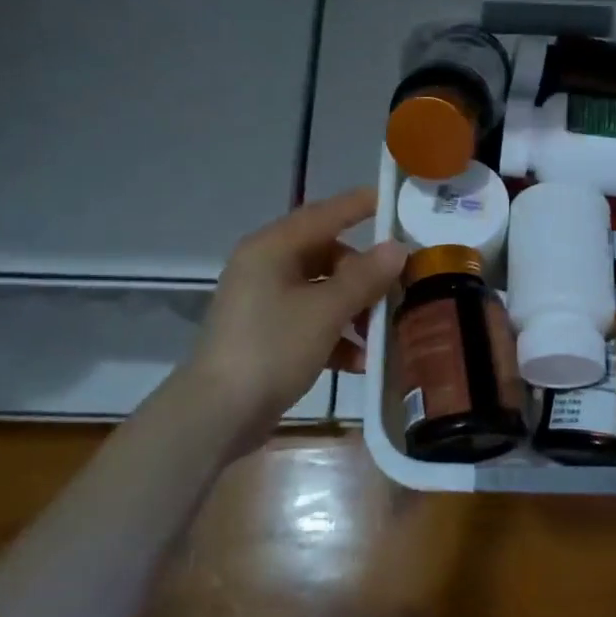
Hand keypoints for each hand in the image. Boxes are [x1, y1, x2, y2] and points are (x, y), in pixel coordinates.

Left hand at [182, 188, 407, 449]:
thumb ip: (364, 277)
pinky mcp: (265, 336)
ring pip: (321, 292)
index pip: (324, 214)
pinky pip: (310, 322)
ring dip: (354, 310)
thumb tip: (397, 248)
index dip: (359, 206)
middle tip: (399, 286)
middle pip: (326, 256)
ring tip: (383, 332)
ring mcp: (263, 303)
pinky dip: (336, 336)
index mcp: (272, 249)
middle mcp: (265, 267)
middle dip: (364, 274)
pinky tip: (361, 363)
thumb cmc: (272, 349)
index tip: (393, 202)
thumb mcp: (325, 311)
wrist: (217, 414)